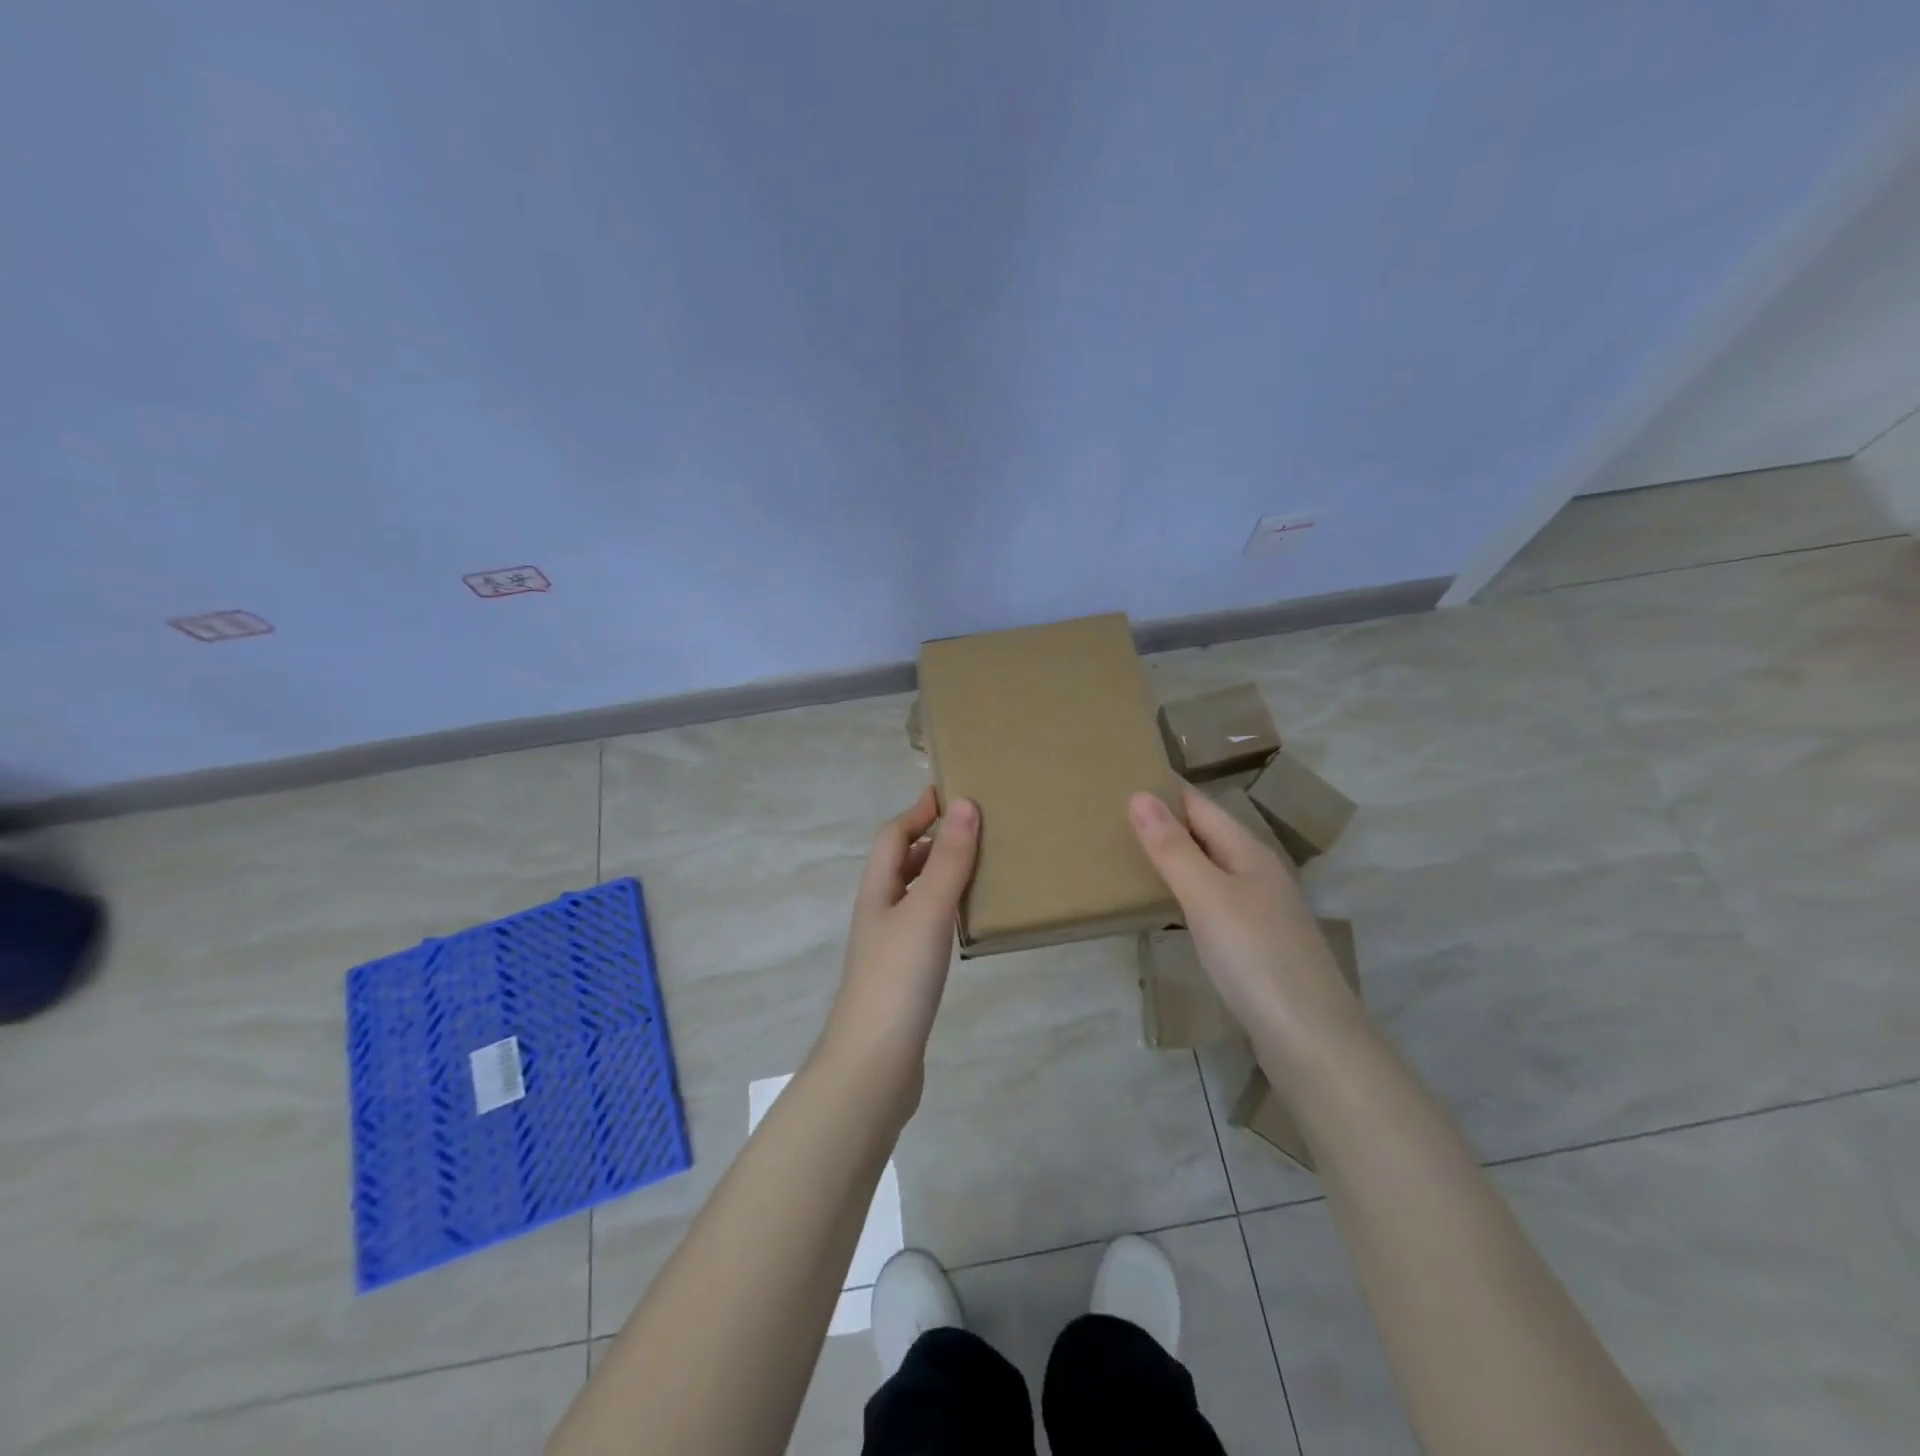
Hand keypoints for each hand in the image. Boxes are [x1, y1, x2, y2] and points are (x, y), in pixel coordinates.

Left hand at [820, 788, 979, 1089]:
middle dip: (932, 841)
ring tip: (981, 869)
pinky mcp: (904, 975)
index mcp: (877, 890)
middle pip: (901, 863)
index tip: (950, 794)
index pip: (893, 835)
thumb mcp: (927, 909)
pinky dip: (945, 910)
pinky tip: (967, 922)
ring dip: (941, 875)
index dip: (917, 812)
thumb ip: (949, 859)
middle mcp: (879, 912)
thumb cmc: (898, 976)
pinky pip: (925, 925)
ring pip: (914, 895)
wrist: (875, 1062)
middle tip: (977, 830)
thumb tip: (964, 804)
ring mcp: (889, 946)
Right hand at [1129, 786, 1361, 1051]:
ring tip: (1131, 857)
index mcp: (1249, 852)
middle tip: (1113, 820)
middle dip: (1167, 824)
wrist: (1312, 1039)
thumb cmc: (1254, 956)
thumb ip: (1172, 848)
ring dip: (1177, 860)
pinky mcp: (1258, 945)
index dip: (1165, 792)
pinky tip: (1169, 908)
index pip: (1200, 805)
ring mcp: (1262, 911)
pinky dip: (1188, 894)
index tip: (1121, 781)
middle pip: (1208, 835)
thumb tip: (1138, 795)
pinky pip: (1215, 903)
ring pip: (1211, 870)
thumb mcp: (1206, 896)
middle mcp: (1259, 873)